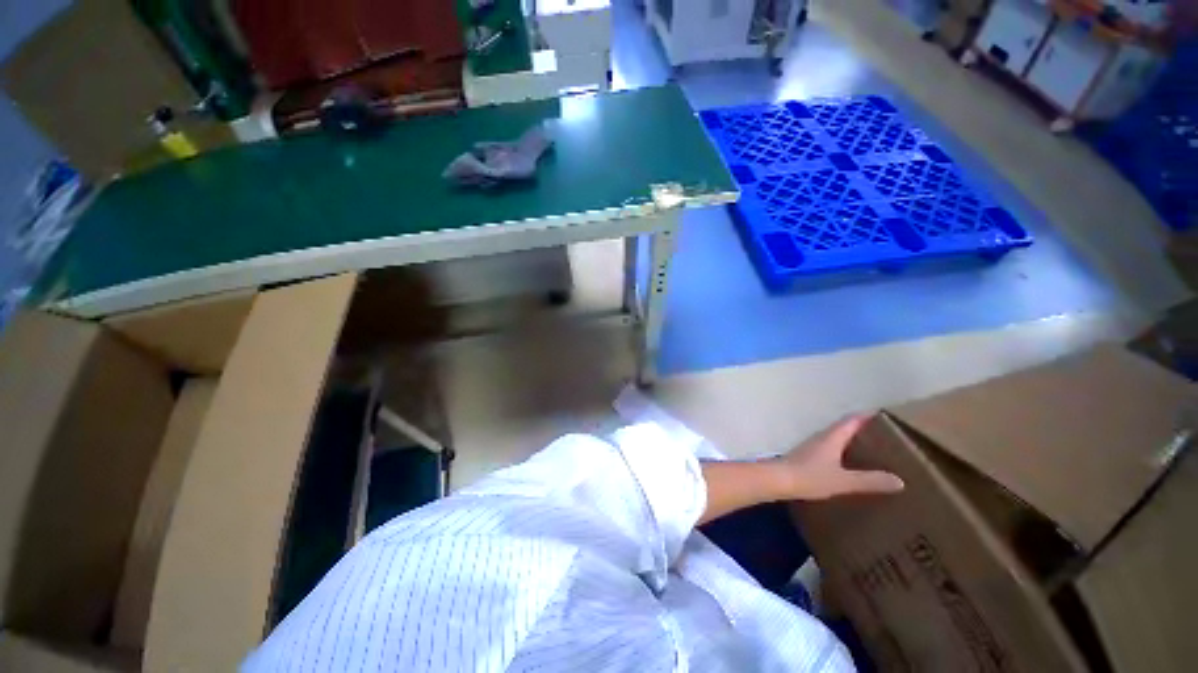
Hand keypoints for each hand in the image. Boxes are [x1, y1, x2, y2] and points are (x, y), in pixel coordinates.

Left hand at [774, 415, 904, 500]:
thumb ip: (869, 480)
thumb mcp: (843, 480)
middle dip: (863, 429)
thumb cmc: (810, 476)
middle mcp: (822, 437)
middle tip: (886, 435)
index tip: (887, 416)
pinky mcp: (807, 456)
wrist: (778, 480)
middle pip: (844, 427)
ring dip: (852, 440)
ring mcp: (812, 446)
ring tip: (872, 449)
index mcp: (831, 437)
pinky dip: (843, 451)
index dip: (868, 416)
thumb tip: (900, 481)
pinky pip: (830, 448)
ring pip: (836, 438)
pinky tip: (849, 463)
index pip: (852, 420)